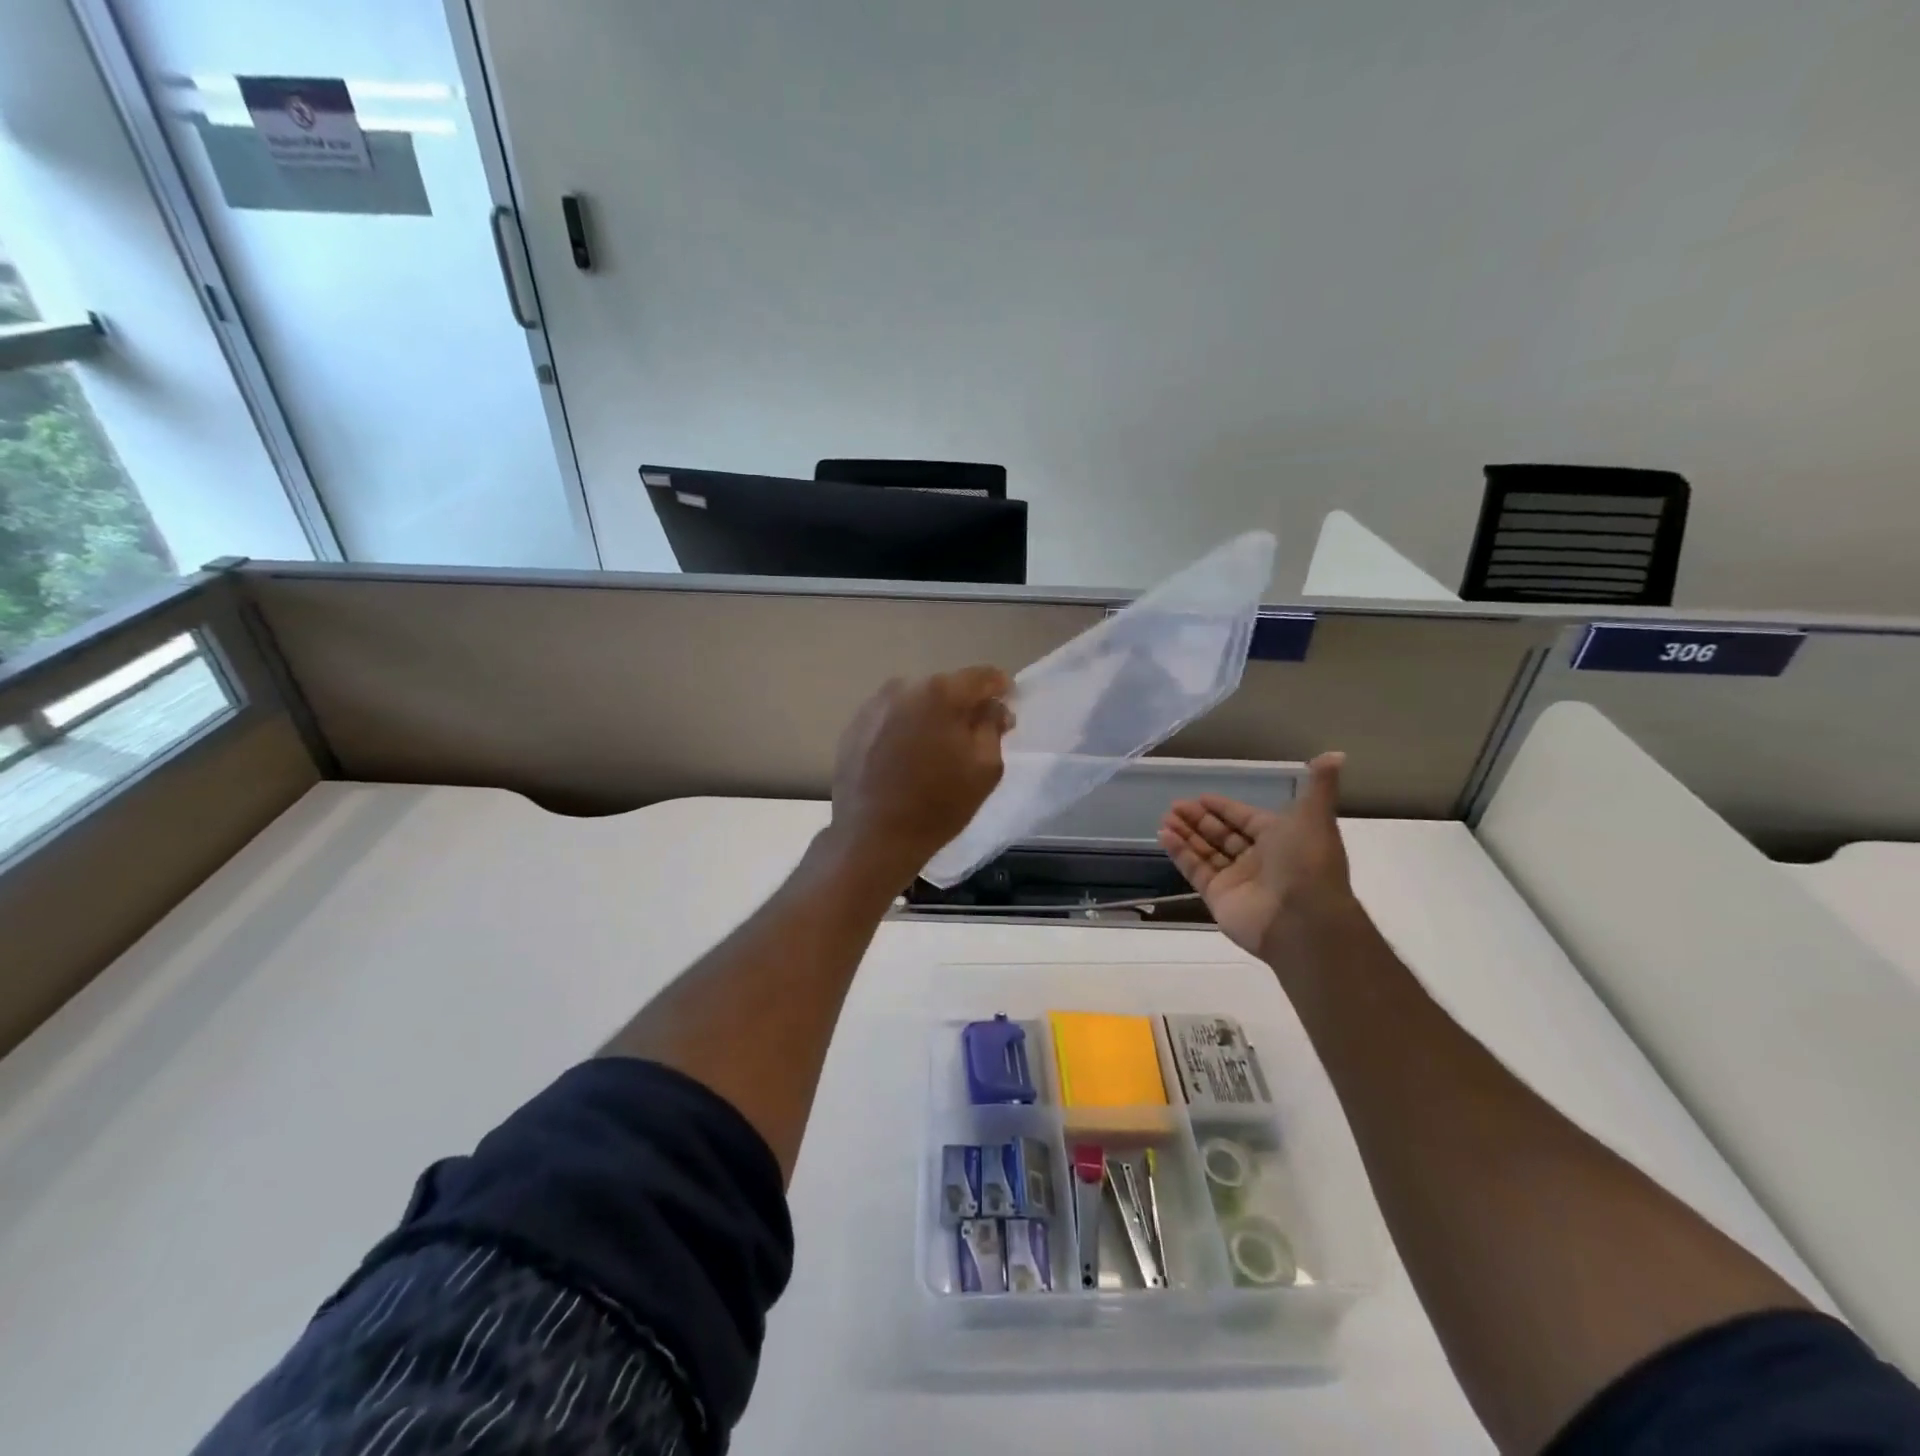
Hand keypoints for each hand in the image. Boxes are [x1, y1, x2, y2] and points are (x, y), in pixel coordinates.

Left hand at [825, 666, 1013, 888]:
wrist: (872, 837)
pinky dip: (905, 730)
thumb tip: (993, 707)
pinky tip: (907, 760)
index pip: (983, 676)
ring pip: (917, 702)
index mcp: (940, 692)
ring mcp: (874, 705)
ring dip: (932, 717)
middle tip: (974, 736)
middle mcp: (904, 687)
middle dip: (964, 706)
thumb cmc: (938, 805)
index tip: (1007, 706)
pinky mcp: (854, 726)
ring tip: (936, 751)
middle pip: (947, 687)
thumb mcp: (985, 768)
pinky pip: (892, 718)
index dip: (1001, 689)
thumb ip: (994, 726)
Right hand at [1157, 752, 1354, 959]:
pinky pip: (1196, 870)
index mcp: (1281, 838)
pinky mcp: (1218, 897)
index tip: (1201, 797)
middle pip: (1223, 834)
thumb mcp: (1314, 816)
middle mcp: (1259, 859)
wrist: (1304, 918)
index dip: (1224, 807)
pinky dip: (1180, 853)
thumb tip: (1337, 754)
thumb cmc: (1307, 861)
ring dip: (1186, 834)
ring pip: (1206, 851)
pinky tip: (1165, 835)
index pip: (1246, 818)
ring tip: (1165, 818)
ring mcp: (1237, 880)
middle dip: (1199, 819)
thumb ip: (1320, 785)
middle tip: (1174, 805)